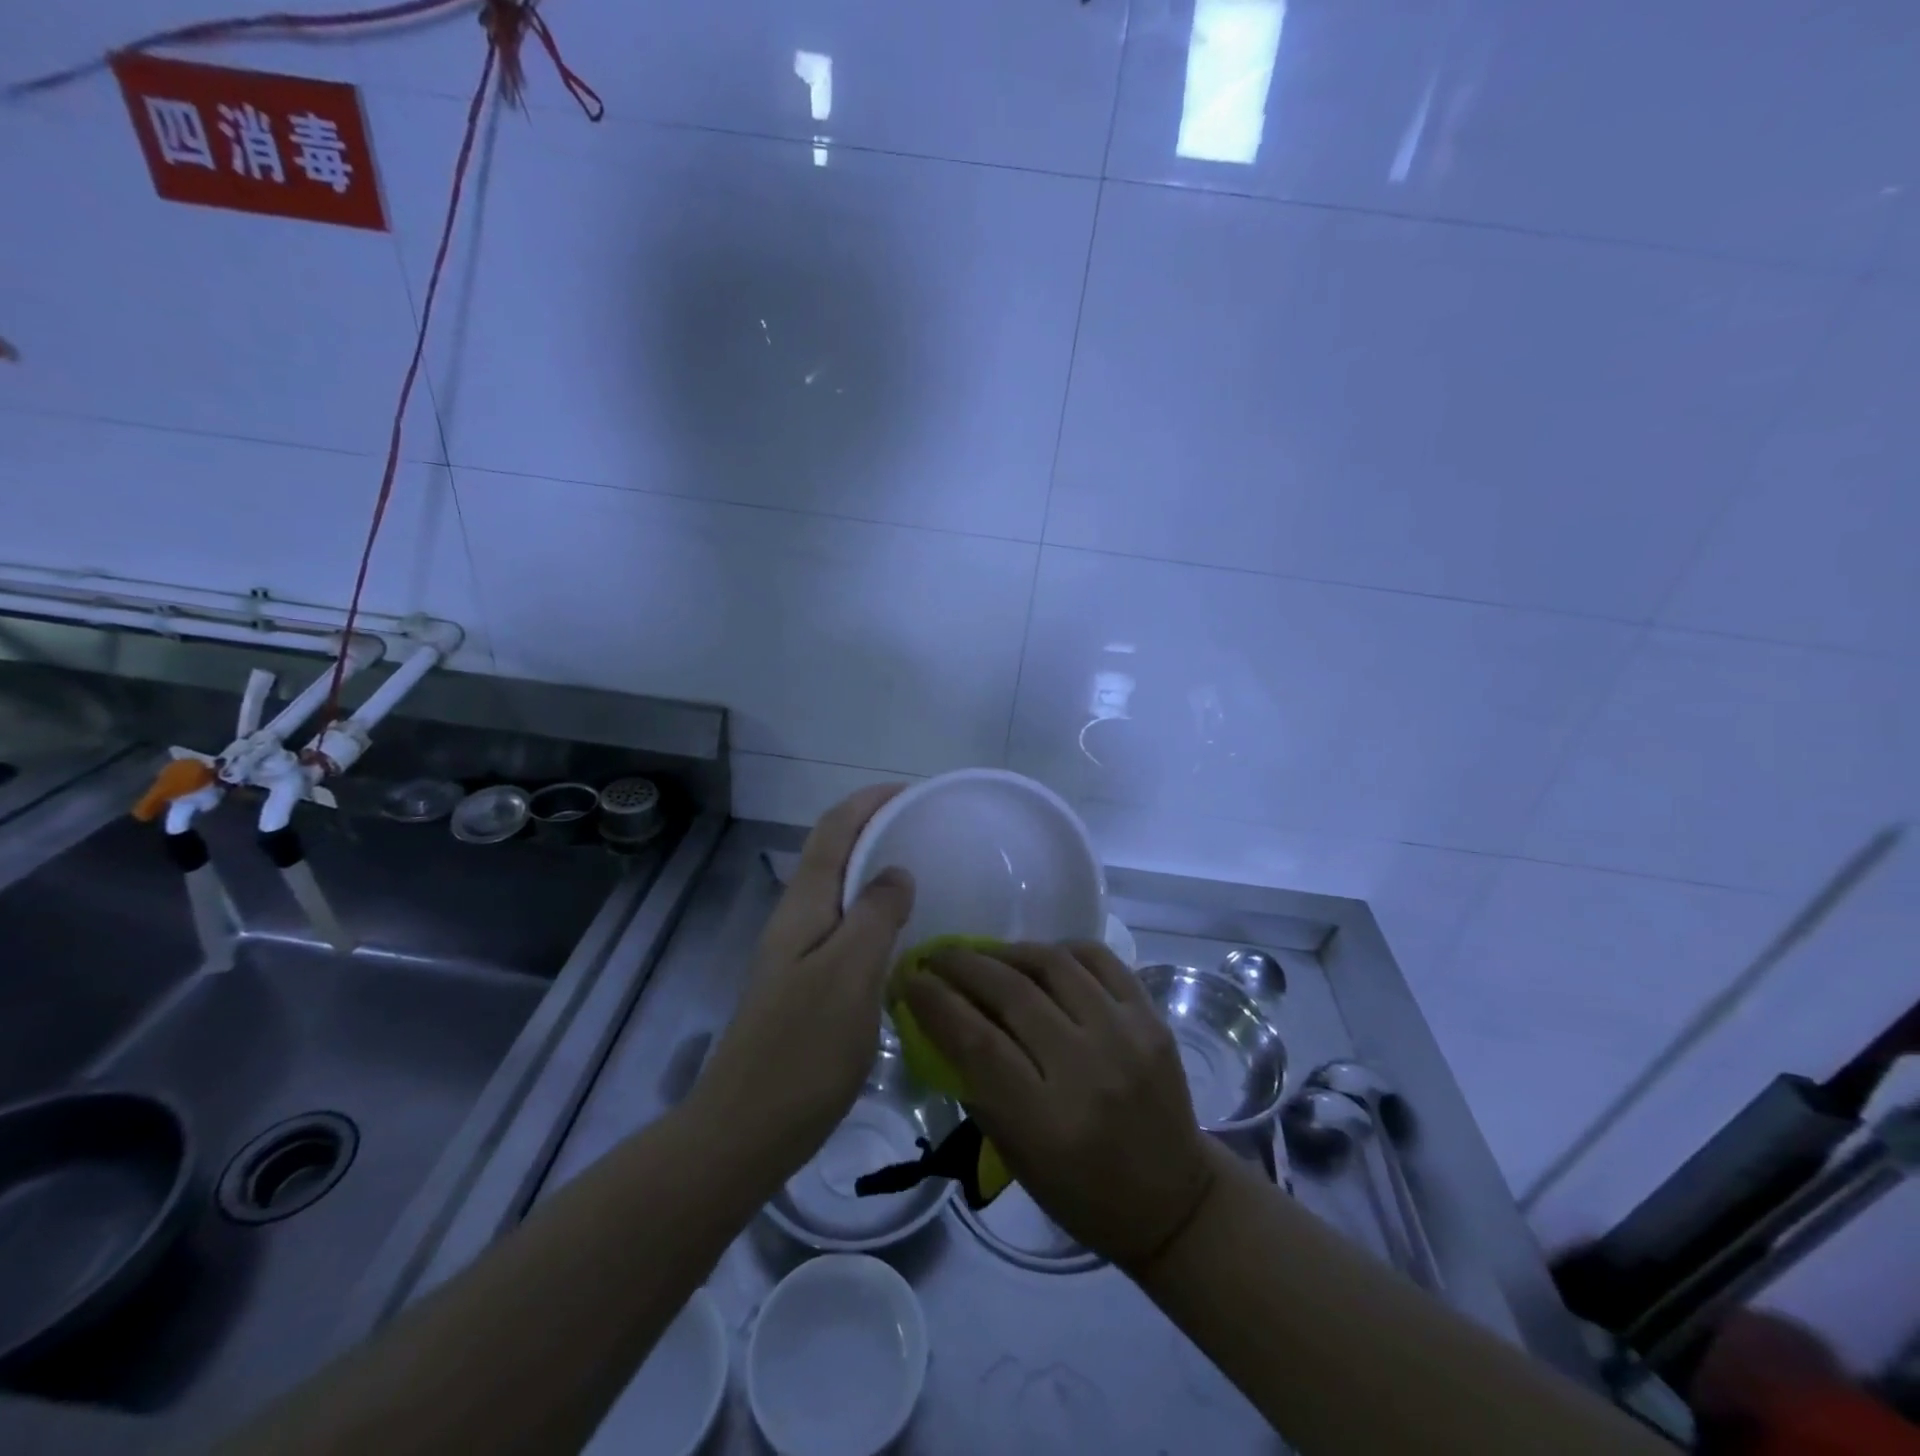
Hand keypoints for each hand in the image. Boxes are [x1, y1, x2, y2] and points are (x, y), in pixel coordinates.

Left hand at [693, 786, 914, 1180]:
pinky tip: (901, 936)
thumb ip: (875, 914)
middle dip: (874, 829)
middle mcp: (796, 919)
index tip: (911, 791)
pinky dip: (873, 912)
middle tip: (925, 831)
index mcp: (804, 906)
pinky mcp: (806, 985)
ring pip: (839, 891)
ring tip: (921, 873)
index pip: (833, 831)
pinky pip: (845, 928)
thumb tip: (897, 872)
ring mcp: (797, 954)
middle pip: (833, 854)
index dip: (868, 802)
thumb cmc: (802, 1048)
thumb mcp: (850, 973)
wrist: (747, 1129)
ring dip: (874, 869)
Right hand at [901, 940, 1216, 1267]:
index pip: (978, 1043)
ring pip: (1054, 964)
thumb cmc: (1080, 1192)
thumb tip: (940, 1019)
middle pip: (1012, 994)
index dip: (935, 1002)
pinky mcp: (1152, 1018)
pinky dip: (1060, 949)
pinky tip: (1039, 957)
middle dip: (963, 965)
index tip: (909, 980)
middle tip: (937, 957)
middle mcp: (1088, 1070)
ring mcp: (1126, 1037)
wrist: (1173, 1199)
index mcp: (1047, 1121)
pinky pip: (1099, 958)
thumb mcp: (1014, 1156)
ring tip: (984, 955)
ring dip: (1007, 951)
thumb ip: (977, 1085)